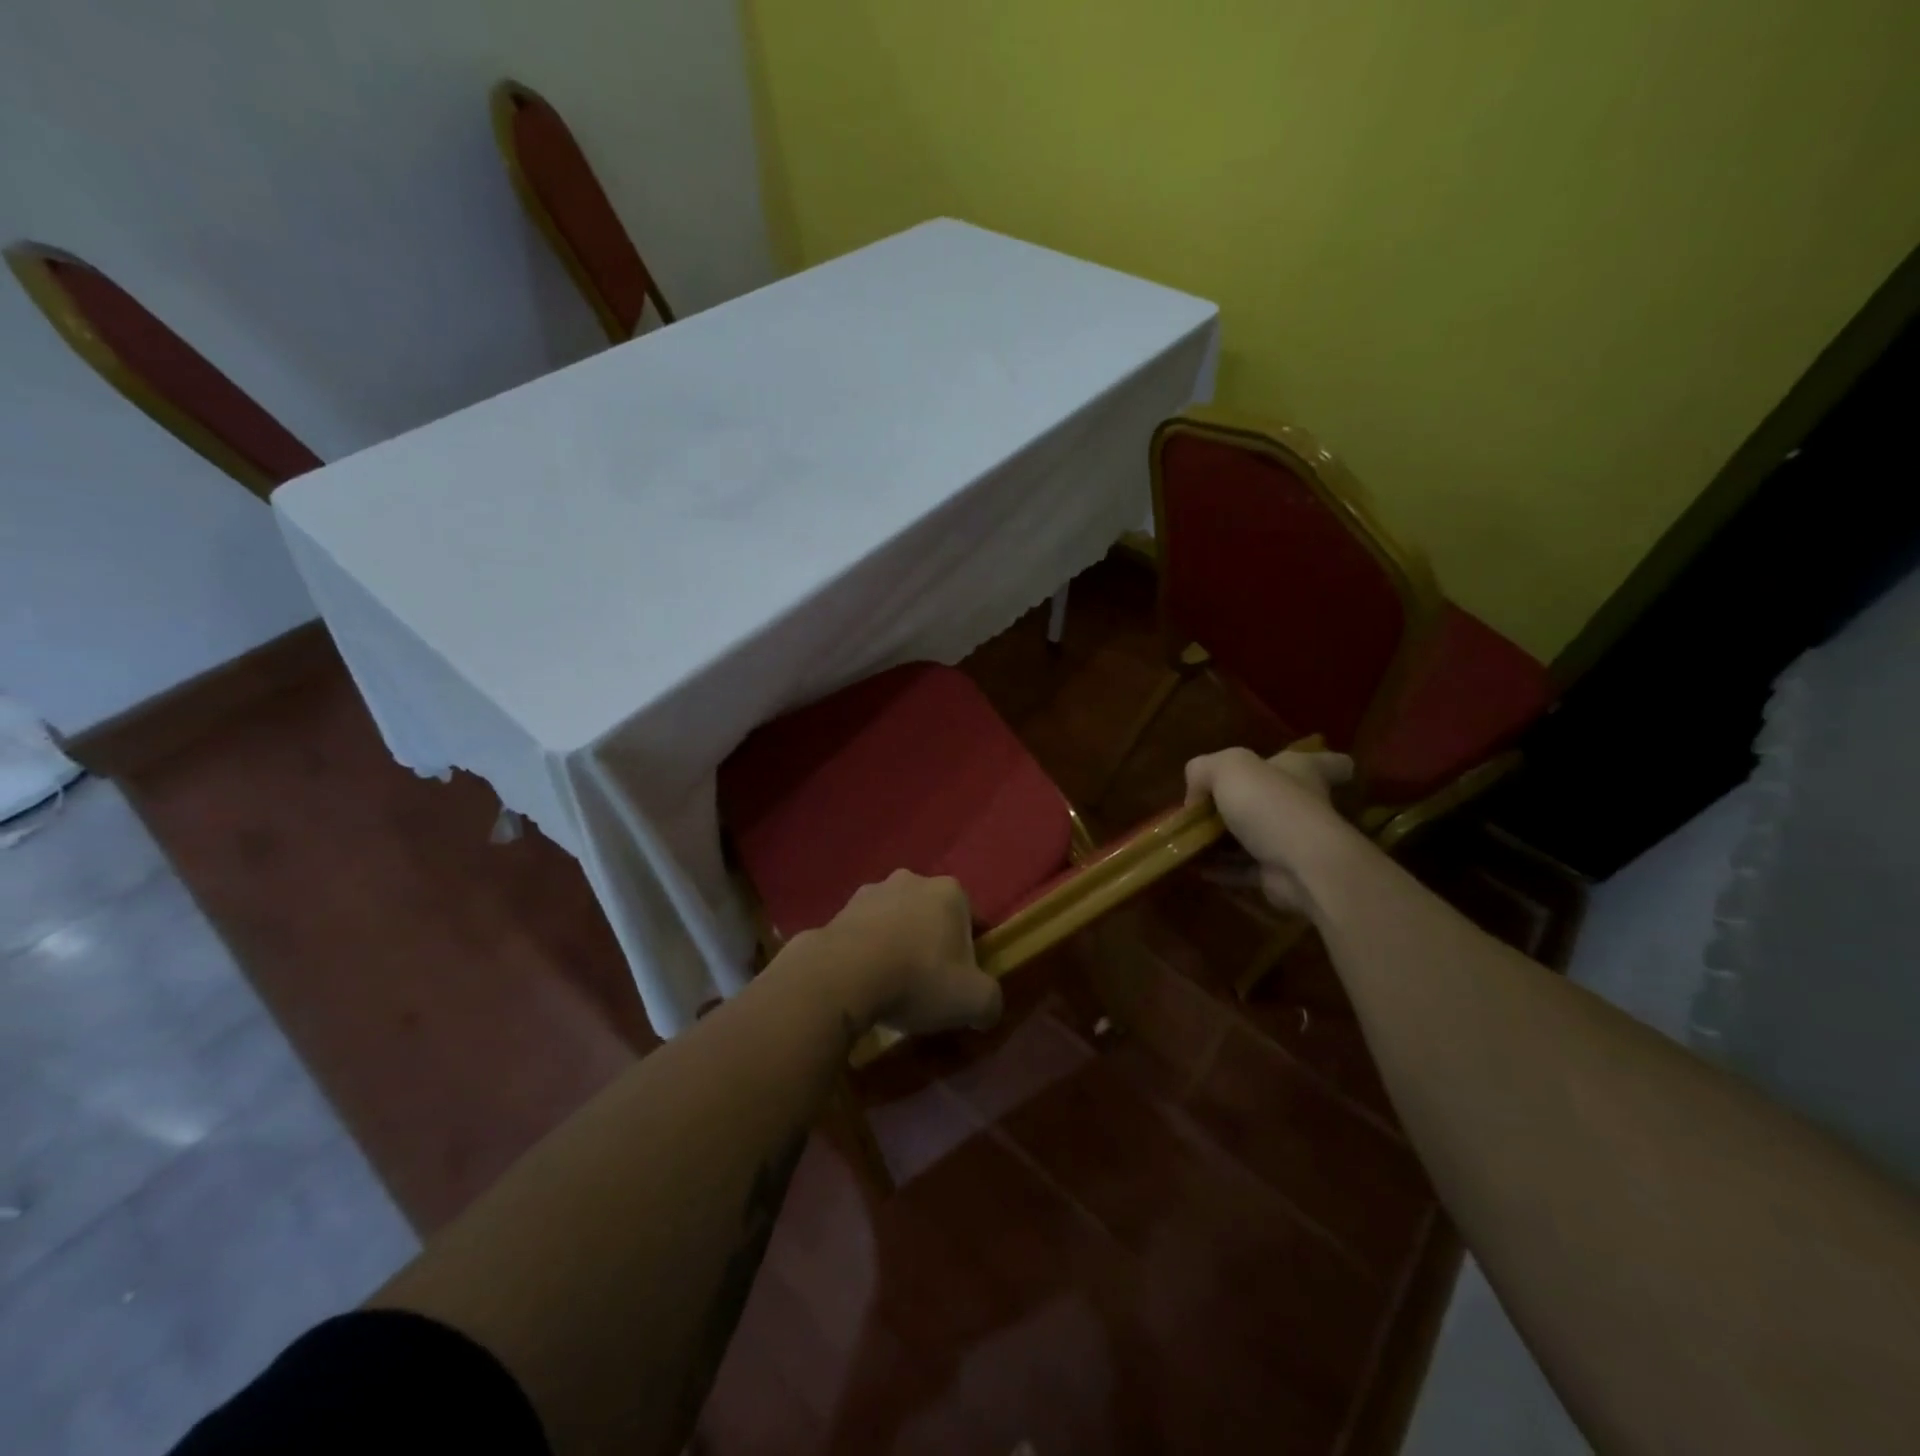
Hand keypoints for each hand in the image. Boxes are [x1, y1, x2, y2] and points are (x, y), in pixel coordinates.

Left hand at [803, 870, 1002, 1036]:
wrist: (843, 975)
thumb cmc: (918, 978)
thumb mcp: (973, 1001)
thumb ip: (990, 1002)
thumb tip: (987, 1010)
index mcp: (950, 891)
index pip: (971, 920)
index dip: (971, 953)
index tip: (962, 983)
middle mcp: (912, 880)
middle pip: (931, 917)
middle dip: (931, 944)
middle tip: (928, 985)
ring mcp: (871, 892)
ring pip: (895, 921)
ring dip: (897, 945)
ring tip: (891, 987)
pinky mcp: (839, 910)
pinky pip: (863, 933)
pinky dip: (867, 952)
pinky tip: (864, 983)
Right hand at [1185, 747, 1358, 915]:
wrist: (1299, 866)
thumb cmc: (1270, 804)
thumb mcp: (1226, 767)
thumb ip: (1203, 771)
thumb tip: (1196, 797)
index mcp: (1301, 771)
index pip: (1329, 763)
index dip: (1325, 762)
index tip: (1318, 771)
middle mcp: (1302, 804)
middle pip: (1277, 799)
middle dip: (1246, 803)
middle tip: (1208, 808)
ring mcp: (1292, 841)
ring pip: (1254, 837)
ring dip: (1223, 841)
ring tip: (1189, 840)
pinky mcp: (1279, 873)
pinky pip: (1244, 868)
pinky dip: (1221, 868)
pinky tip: (1195, 866)